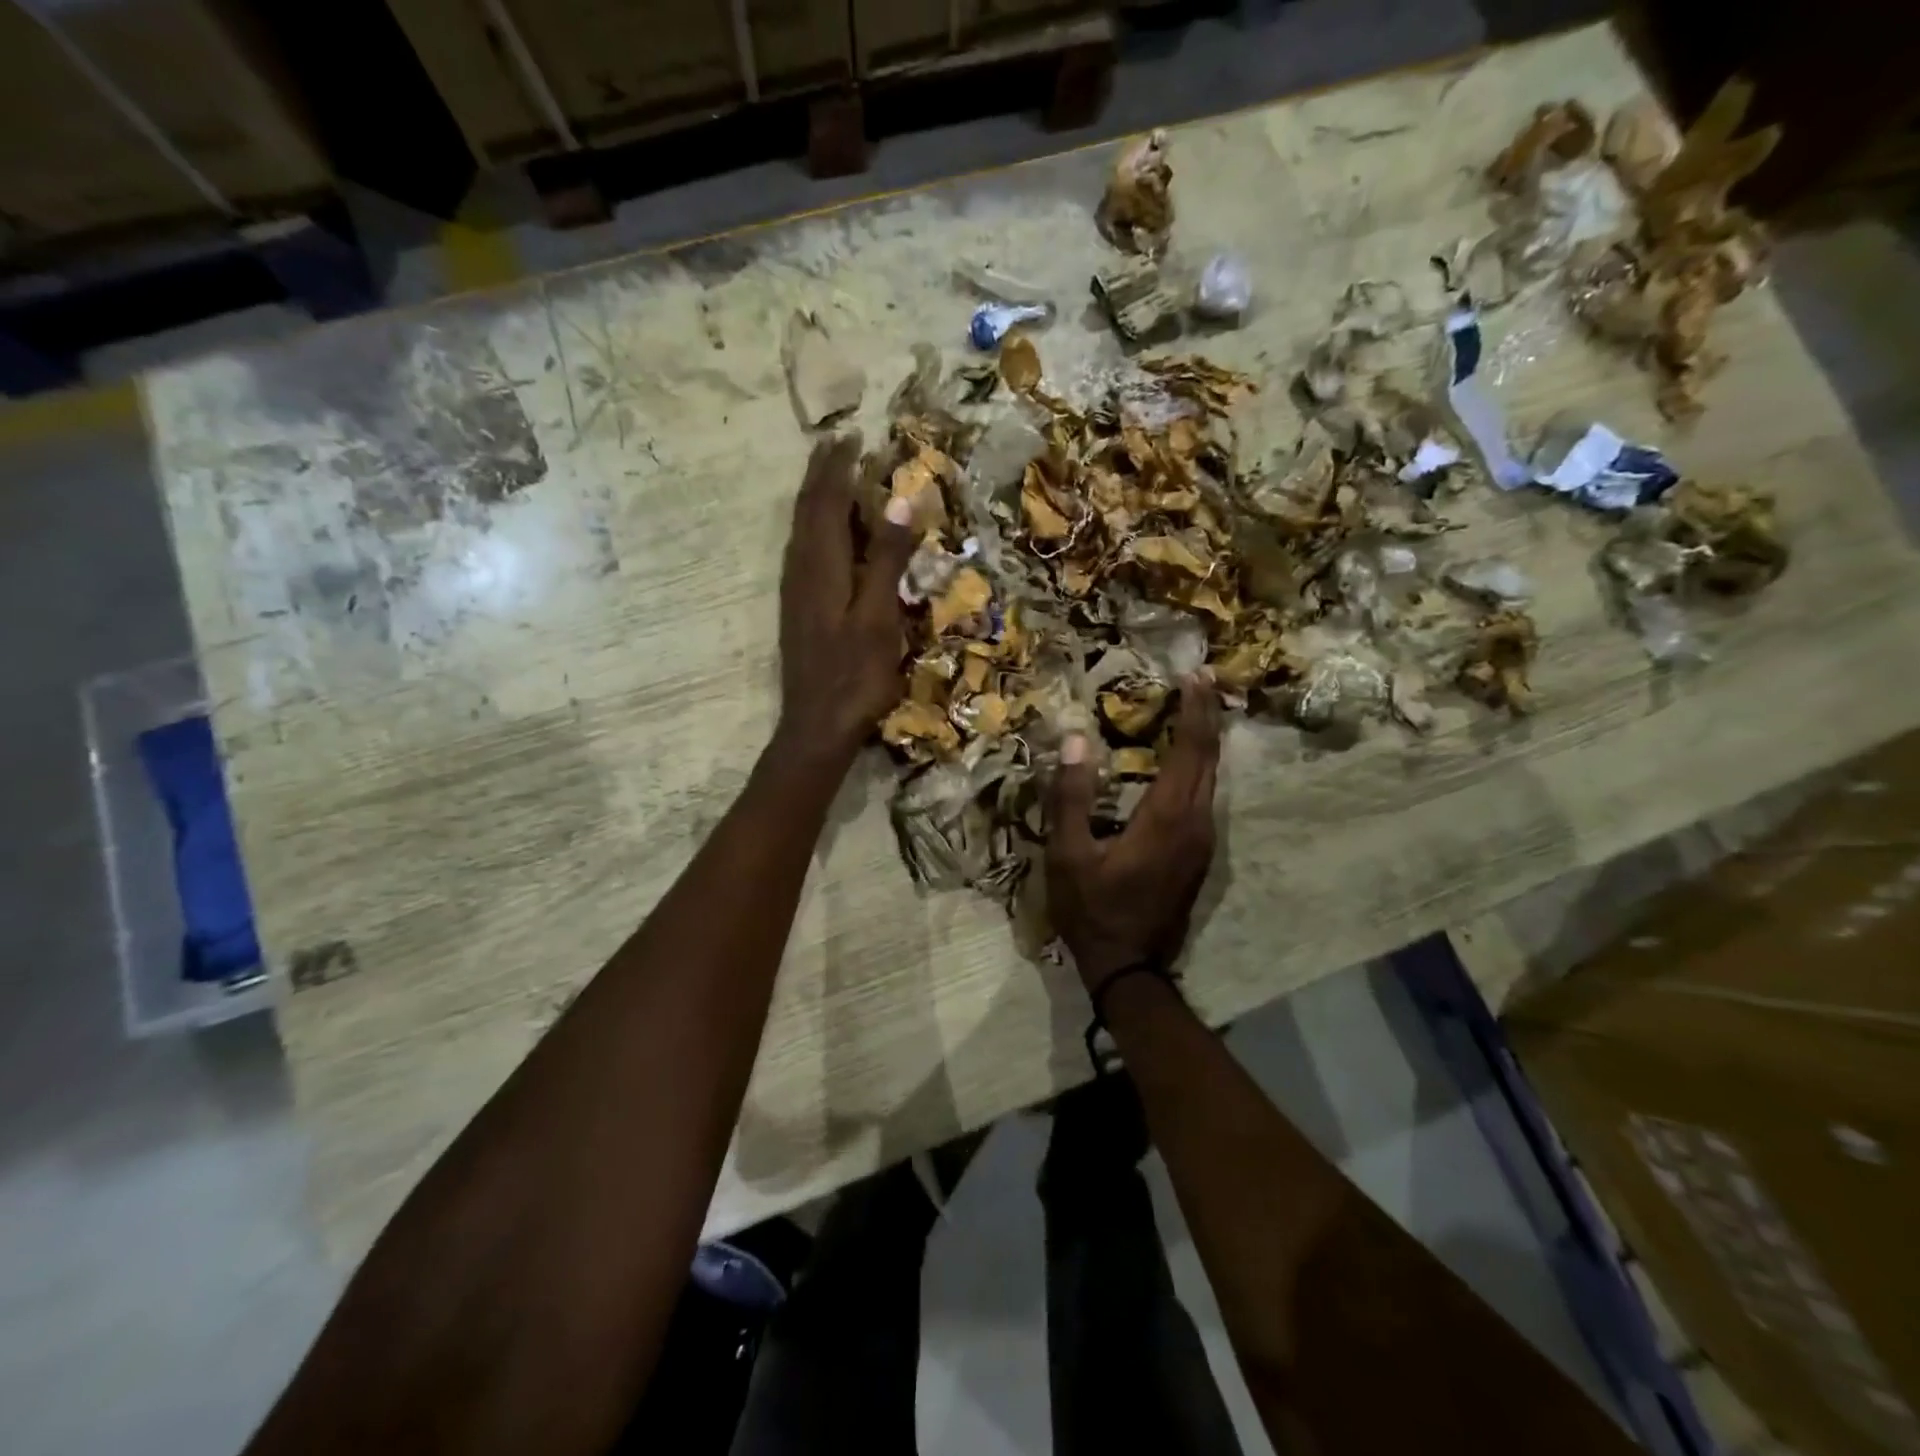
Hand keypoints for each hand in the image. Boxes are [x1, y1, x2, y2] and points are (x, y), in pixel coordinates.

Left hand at [776, 434, 918, 762]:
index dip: (838, 467)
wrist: (816, 726)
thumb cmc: (854, 675)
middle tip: (837, 443)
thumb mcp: (879, 617)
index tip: (851, 435)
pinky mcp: (797, 609)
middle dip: (821, 474)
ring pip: (800, 529)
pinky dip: (813, 526)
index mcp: (822, 566)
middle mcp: (802, 570)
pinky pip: (802, 550)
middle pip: (807, 510)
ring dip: (814, 497)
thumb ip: (888, 558)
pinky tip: (823, 534)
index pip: (826, 501)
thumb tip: (901, 498)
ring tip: (830, 475)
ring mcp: (795, 591)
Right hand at [1047, 679, 1223, 988]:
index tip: (1195, 674)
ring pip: (1212, 778)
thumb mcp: (1068, 856)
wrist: (1129, 968)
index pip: (1191, 750)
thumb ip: (1071, 797)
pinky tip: (1180, 759)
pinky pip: (1205, 796)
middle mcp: (1197, 823)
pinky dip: (1197, 767)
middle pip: (1210, 758)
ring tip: (1190, 709)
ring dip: (1203, 741)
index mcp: (1167, 818)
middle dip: (1206, 716)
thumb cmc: (1093, 911)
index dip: (1196, 709)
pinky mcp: (1199, 854)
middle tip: (1198, 680)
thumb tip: (1075, 740)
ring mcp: (1204, 842)